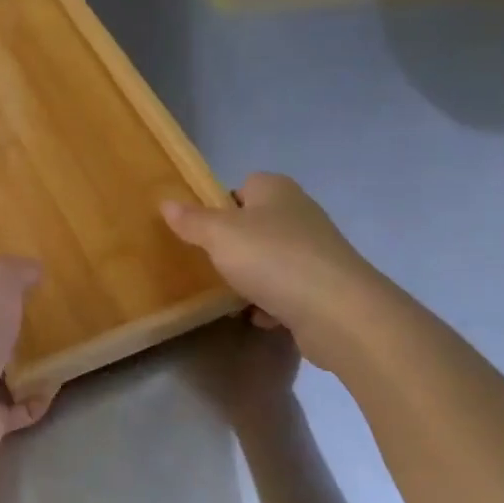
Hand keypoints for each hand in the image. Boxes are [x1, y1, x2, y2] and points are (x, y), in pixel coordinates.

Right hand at [163, 173, 381, 369]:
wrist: (336, 310)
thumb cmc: (273, 259)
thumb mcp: (220, 236)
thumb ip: (192, 220)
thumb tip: (167, 202)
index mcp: (276, 190)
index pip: (244, 185)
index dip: (221, 205)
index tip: (202, 230)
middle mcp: (299, 213)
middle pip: (256, 224)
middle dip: (234, 246)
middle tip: (209, 264)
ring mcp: (315, 250)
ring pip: (271, 259)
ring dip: (251, 278)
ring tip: (230, 296)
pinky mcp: (323, 286)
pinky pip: (287, 290)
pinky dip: (271, 303)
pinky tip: (259, 317)